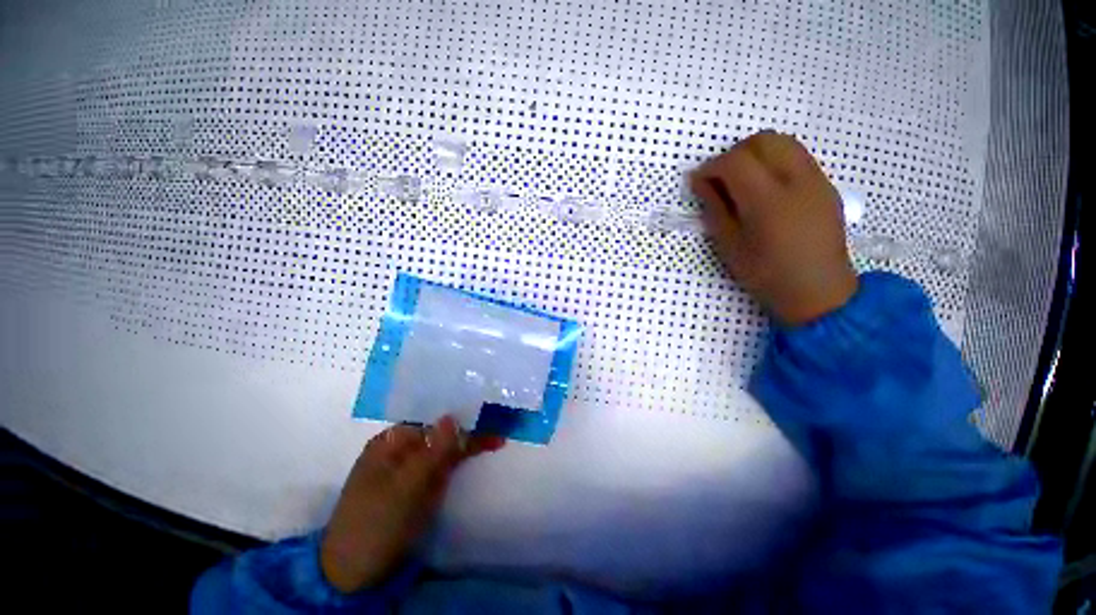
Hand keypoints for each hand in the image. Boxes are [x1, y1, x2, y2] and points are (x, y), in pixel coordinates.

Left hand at [320, 416, 504, 593]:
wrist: (357, 574)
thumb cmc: (378, 523)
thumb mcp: (406, 486)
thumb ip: (432, 451)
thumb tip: (452, 416)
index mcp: (391, 442)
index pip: (433, 421)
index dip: (460, 419)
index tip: (487, 417)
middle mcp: (402, 450)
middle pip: (441, 434)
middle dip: (468, 430)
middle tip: (499, 427)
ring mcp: (411, 469)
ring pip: (445, 449)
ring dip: (469, 444)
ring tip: (498, 439)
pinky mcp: (419, 487)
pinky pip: (444, 466)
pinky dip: (462, 459)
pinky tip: (480, 452)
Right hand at [689, 131, 857, 324]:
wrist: (818, 290)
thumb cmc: (765, 274)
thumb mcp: (730, 246)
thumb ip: (715, 208)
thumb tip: (700, 182)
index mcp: (767, 201)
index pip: (736, 161)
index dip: (711, 167)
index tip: (698, 182)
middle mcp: (797, 181)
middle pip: (763, 140)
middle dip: (734, 153)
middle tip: (721, 179)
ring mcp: (817, 180)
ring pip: (784, 142)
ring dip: (756, 153)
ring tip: (743, 181)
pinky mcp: (826, 185)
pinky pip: (798, 156)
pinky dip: (775, 161)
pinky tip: (766, 188)